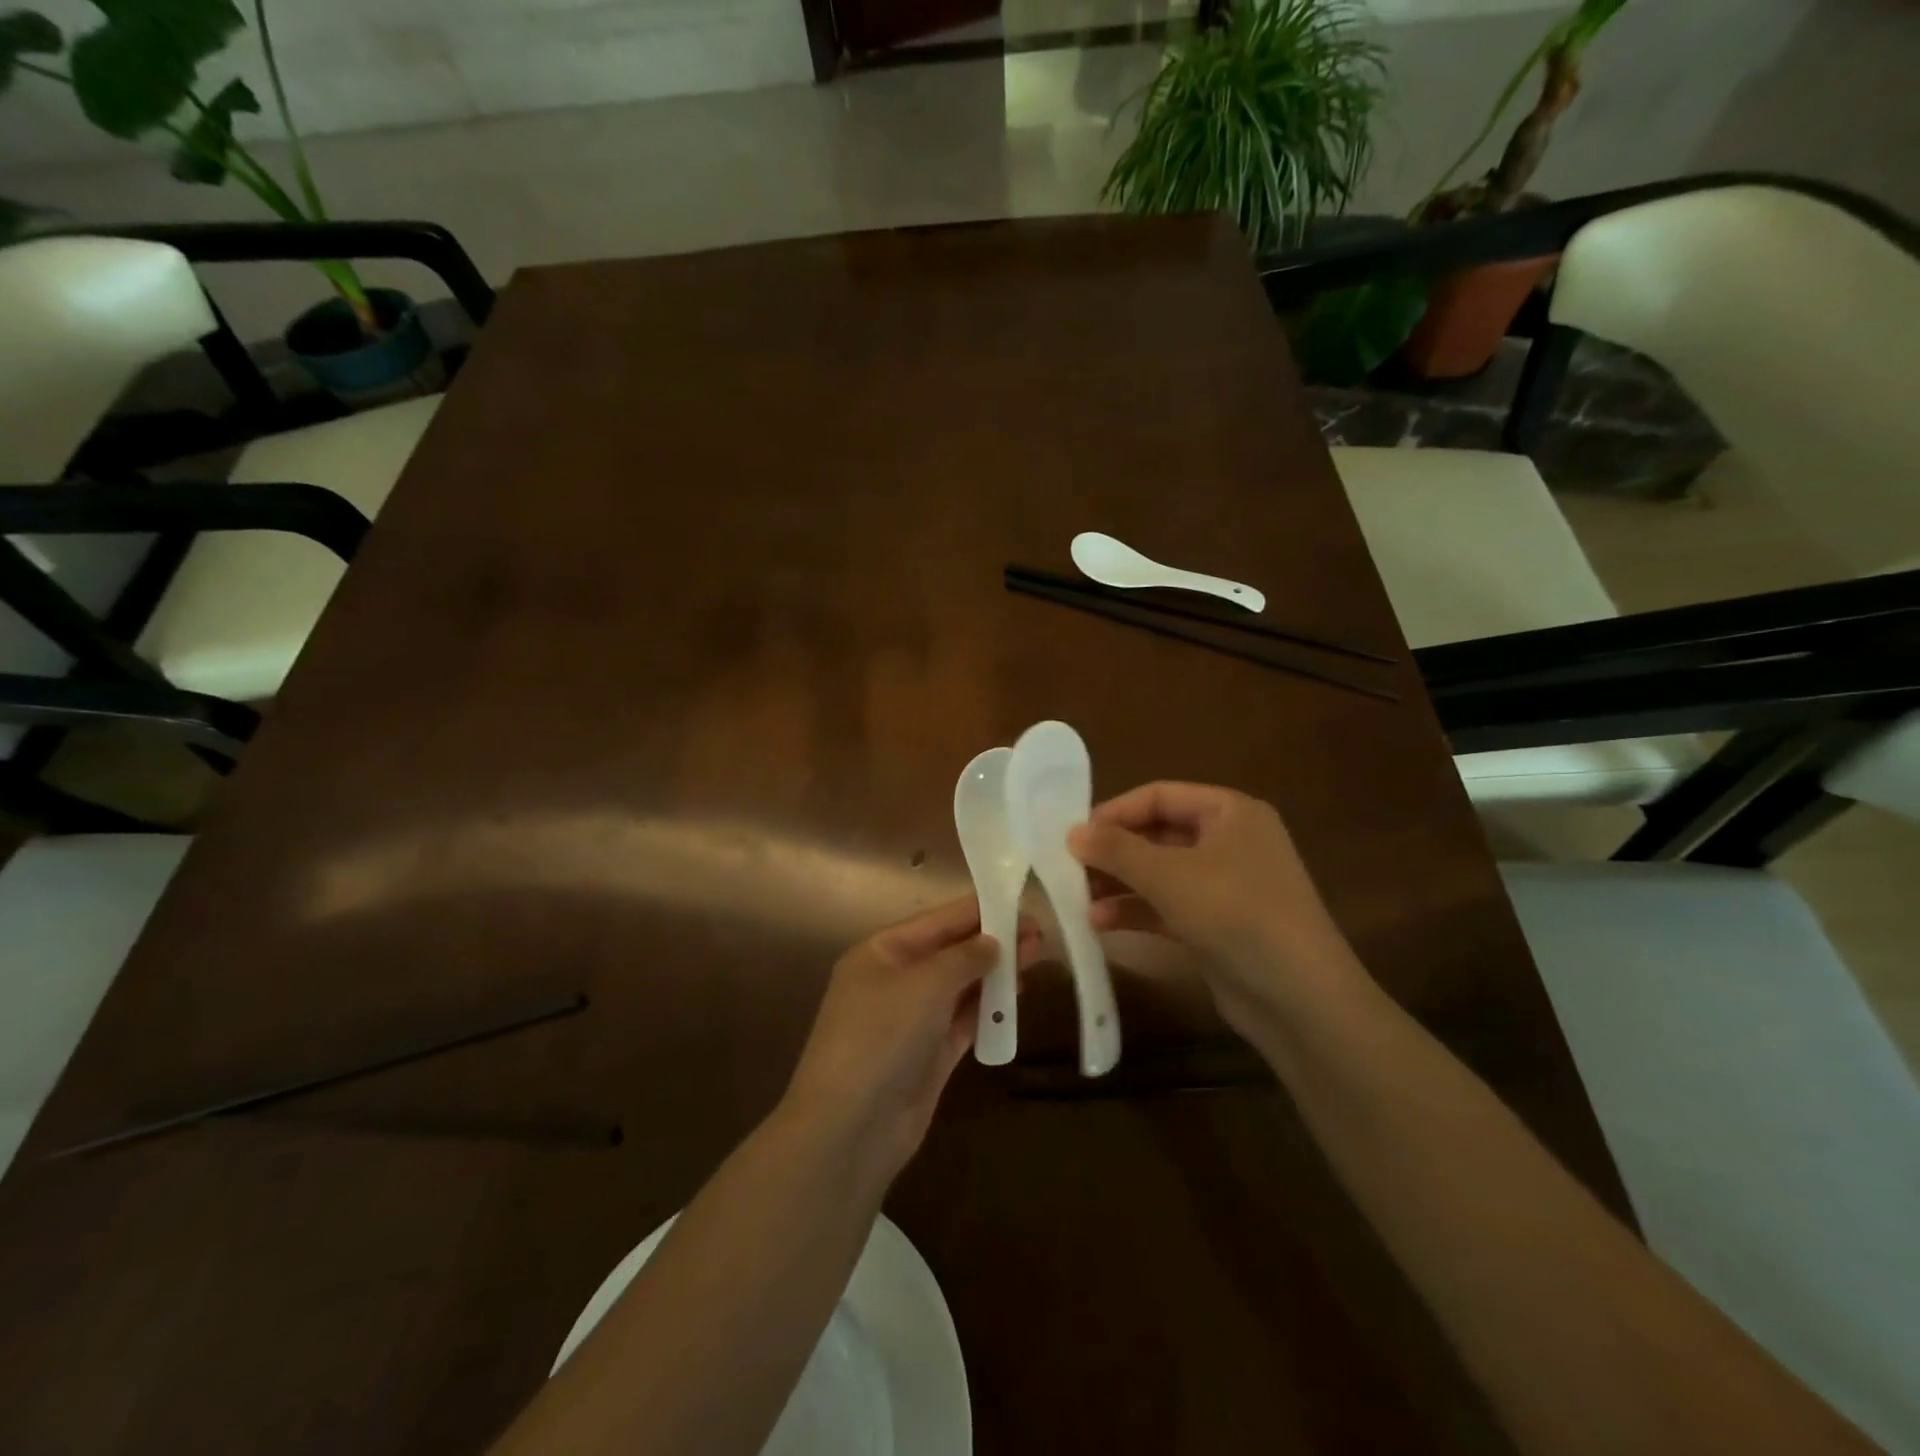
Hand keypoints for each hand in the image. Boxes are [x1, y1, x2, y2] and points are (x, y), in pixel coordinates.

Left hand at [783, 897, 1040, 1181]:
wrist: (851, 1127)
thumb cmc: (882, 1036)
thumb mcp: (925, 983)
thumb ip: (964, 957)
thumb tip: (993, 942)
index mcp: (881, 952)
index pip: (937, 921)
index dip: (978, 911)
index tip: (1019, 902)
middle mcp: (894, 981)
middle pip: (950, 953)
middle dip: (992, 942)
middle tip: (1039, 934)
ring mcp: (911, 1021)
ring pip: (960, 987)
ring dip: (995, 974)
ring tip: (1037, 957)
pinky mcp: (929, 1056)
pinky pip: (964, 1022)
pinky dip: (988, 1009)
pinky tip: (1018, 996)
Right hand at [1067, 782, 1365, 1039]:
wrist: (1299, 998)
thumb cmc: (1235, 913)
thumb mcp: (1169, 875)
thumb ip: (1117, 850)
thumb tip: (1072, 832)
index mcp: (1230, 812)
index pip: (1160, 796)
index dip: (1115, 812)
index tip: (1075, 834)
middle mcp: (1230, 841)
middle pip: (1158, 835)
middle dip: (1114, 852)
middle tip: (1070, 867)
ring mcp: (1226, 886)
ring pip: (1160, 873)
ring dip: (1120, 884)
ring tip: (1078, 898)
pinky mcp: (1219, 924)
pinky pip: (1169, 906)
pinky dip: (1137, 911)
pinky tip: (1100, 924)